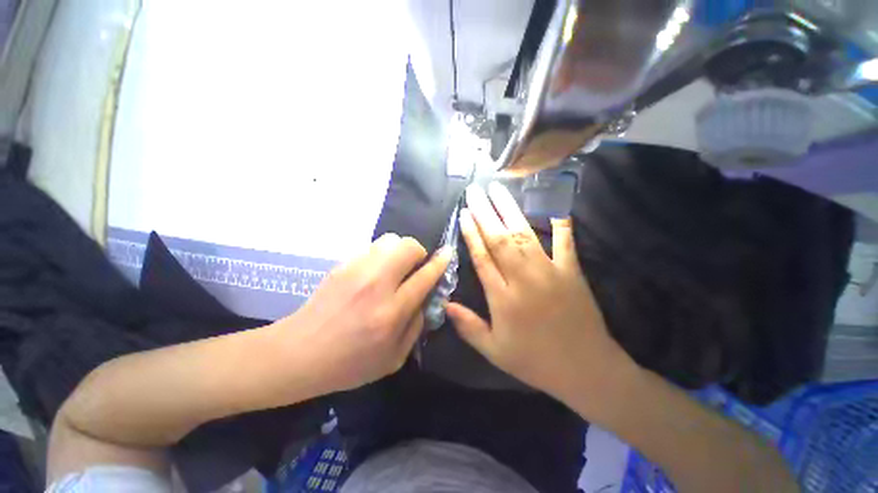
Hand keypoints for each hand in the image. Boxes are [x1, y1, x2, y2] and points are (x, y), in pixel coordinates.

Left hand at [279, 234, 450, 392]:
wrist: (300, 353)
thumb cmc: (349, 364)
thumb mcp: (394, 359)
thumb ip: (417, 326)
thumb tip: (426, 298)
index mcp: (392, 312)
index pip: (424, 276)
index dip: (440, 262)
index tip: (447, 254)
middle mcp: (376, 284)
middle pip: (408, 247)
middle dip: (419, 252)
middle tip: (415, 267)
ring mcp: (356, 270)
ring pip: (390, 240)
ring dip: (400, 250)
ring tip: (396, 268)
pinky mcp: (342, 265)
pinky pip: (372, 247)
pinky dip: (382, 255)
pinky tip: (375, 272)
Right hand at [446, 183, 637, 405]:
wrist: (585, 369)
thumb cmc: (535, 361)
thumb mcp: (494, 352)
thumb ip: (468, 326)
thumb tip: (446, 304)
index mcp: (502, 297)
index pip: (482, 257)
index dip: (471, 233)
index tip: (464, 213)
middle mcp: (523, 279)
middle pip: (499, 239)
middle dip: (485, 213)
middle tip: (475, 191)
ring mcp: (549, 272)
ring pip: (524, 235)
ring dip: (509, 210)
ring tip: (498, 190)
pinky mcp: (571, 272)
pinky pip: (565, 243)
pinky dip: (561, 224)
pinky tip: (555, 207)